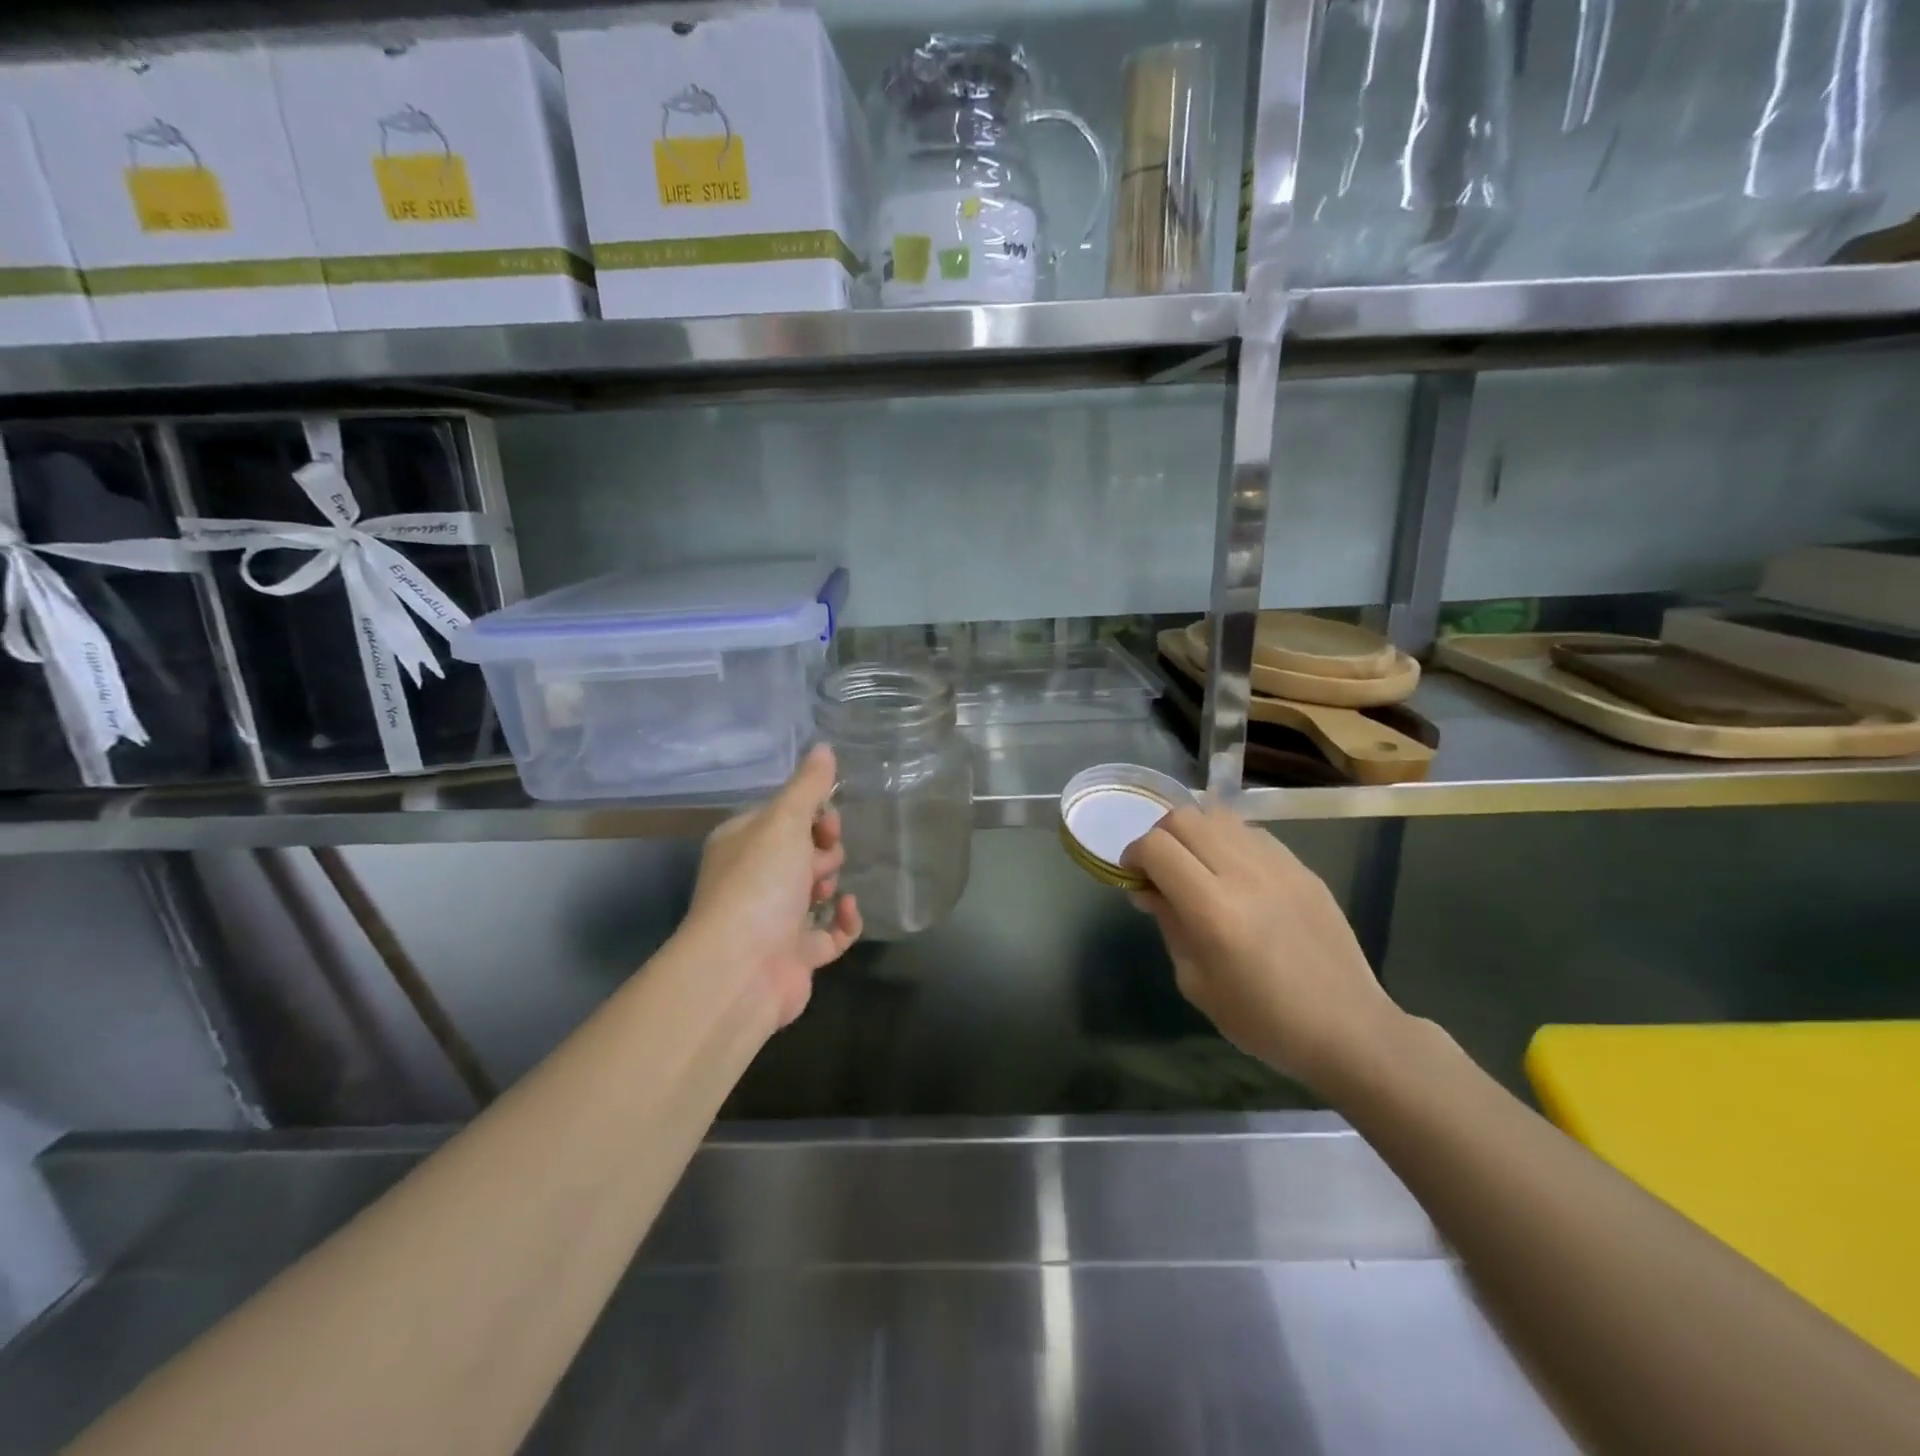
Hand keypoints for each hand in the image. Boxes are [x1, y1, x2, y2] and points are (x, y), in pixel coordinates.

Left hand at [681, 744, 861, 1028]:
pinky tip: (849, 910)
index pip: (784, 816)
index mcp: (742, 843)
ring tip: (826, 890)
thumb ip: (808, 786)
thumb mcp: (784, 822)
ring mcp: (775, 919)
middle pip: (803, 851)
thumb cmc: (759, 883)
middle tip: (819, 860)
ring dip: (831, 883)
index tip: (827, 822)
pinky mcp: (797, 954)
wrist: (741, 969)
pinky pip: (831, 932)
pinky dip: (844, 921)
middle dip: (822, 850)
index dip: (812, 815)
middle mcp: (755, 879)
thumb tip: (824, 747)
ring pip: (816, 890)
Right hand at [1121, 803, 1404, 1092]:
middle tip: (1161, 869)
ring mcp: (1278, 865)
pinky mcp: (1302, 867)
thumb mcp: (1196, 982)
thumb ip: (1169, 924)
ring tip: (1197, 865)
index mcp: (1213, 910)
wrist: (1348, 1028)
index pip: (1157, 847)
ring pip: (1218, 815)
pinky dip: (1228, 842)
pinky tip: (1234, 875)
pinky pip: (1251, 833)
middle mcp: (1244, 874)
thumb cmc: (1263, 1019)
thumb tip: (1148, 889)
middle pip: (1184, 818)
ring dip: (1195, 833)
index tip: (1133, 876)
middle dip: (1160, 836)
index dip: (1134, 854)